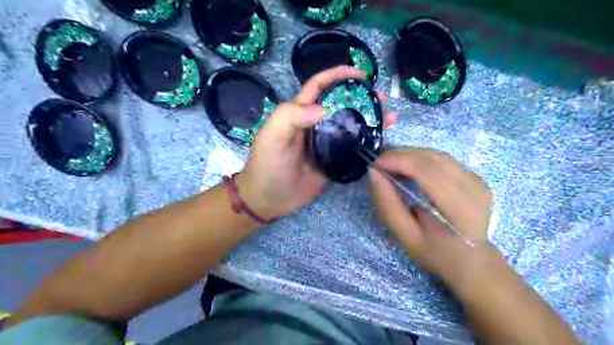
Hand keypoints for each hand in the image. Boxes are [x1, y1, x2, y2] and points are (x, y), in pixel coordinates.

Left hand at [236, 66, 398, 219]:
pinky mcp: (334, 161)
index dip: (337, 75)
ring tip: (390, 118)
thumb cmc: (267, 165)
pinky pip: (353, 147)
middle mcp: (316, 124)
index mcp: (299, 113)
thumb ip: (290, 116)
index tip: (360, 74)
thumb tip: (323, 108)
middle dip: (362, 97)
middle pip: (341, 104)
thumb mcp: (271, 136)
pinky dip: (367, 142)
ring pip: (351, 125)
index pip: (319, 86)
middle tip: (382, 98)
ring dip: (370, 119)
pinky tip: (381, 141)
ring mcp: (326, 143)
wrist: (270, 198)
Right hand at [369, 149, 492, 284]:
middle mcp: (473, 188)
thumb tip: (374, 173)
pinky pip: (444, 160)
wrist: (472, 262)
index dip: (398, 161)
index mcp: (458, 207)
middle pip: (431, 158)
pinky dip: (422, 159)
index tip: (375, 165)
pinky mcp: (476, 177)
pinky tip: (410, 168)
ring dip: (410, 155)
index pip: (426, 170)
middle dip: (401, 155)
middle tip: (380, 164)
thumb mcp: (406, 235)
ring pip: (437, 155)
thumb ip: (388, 204)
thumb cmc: (436, 253)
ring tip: (391, 164)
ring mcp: (477, 180)